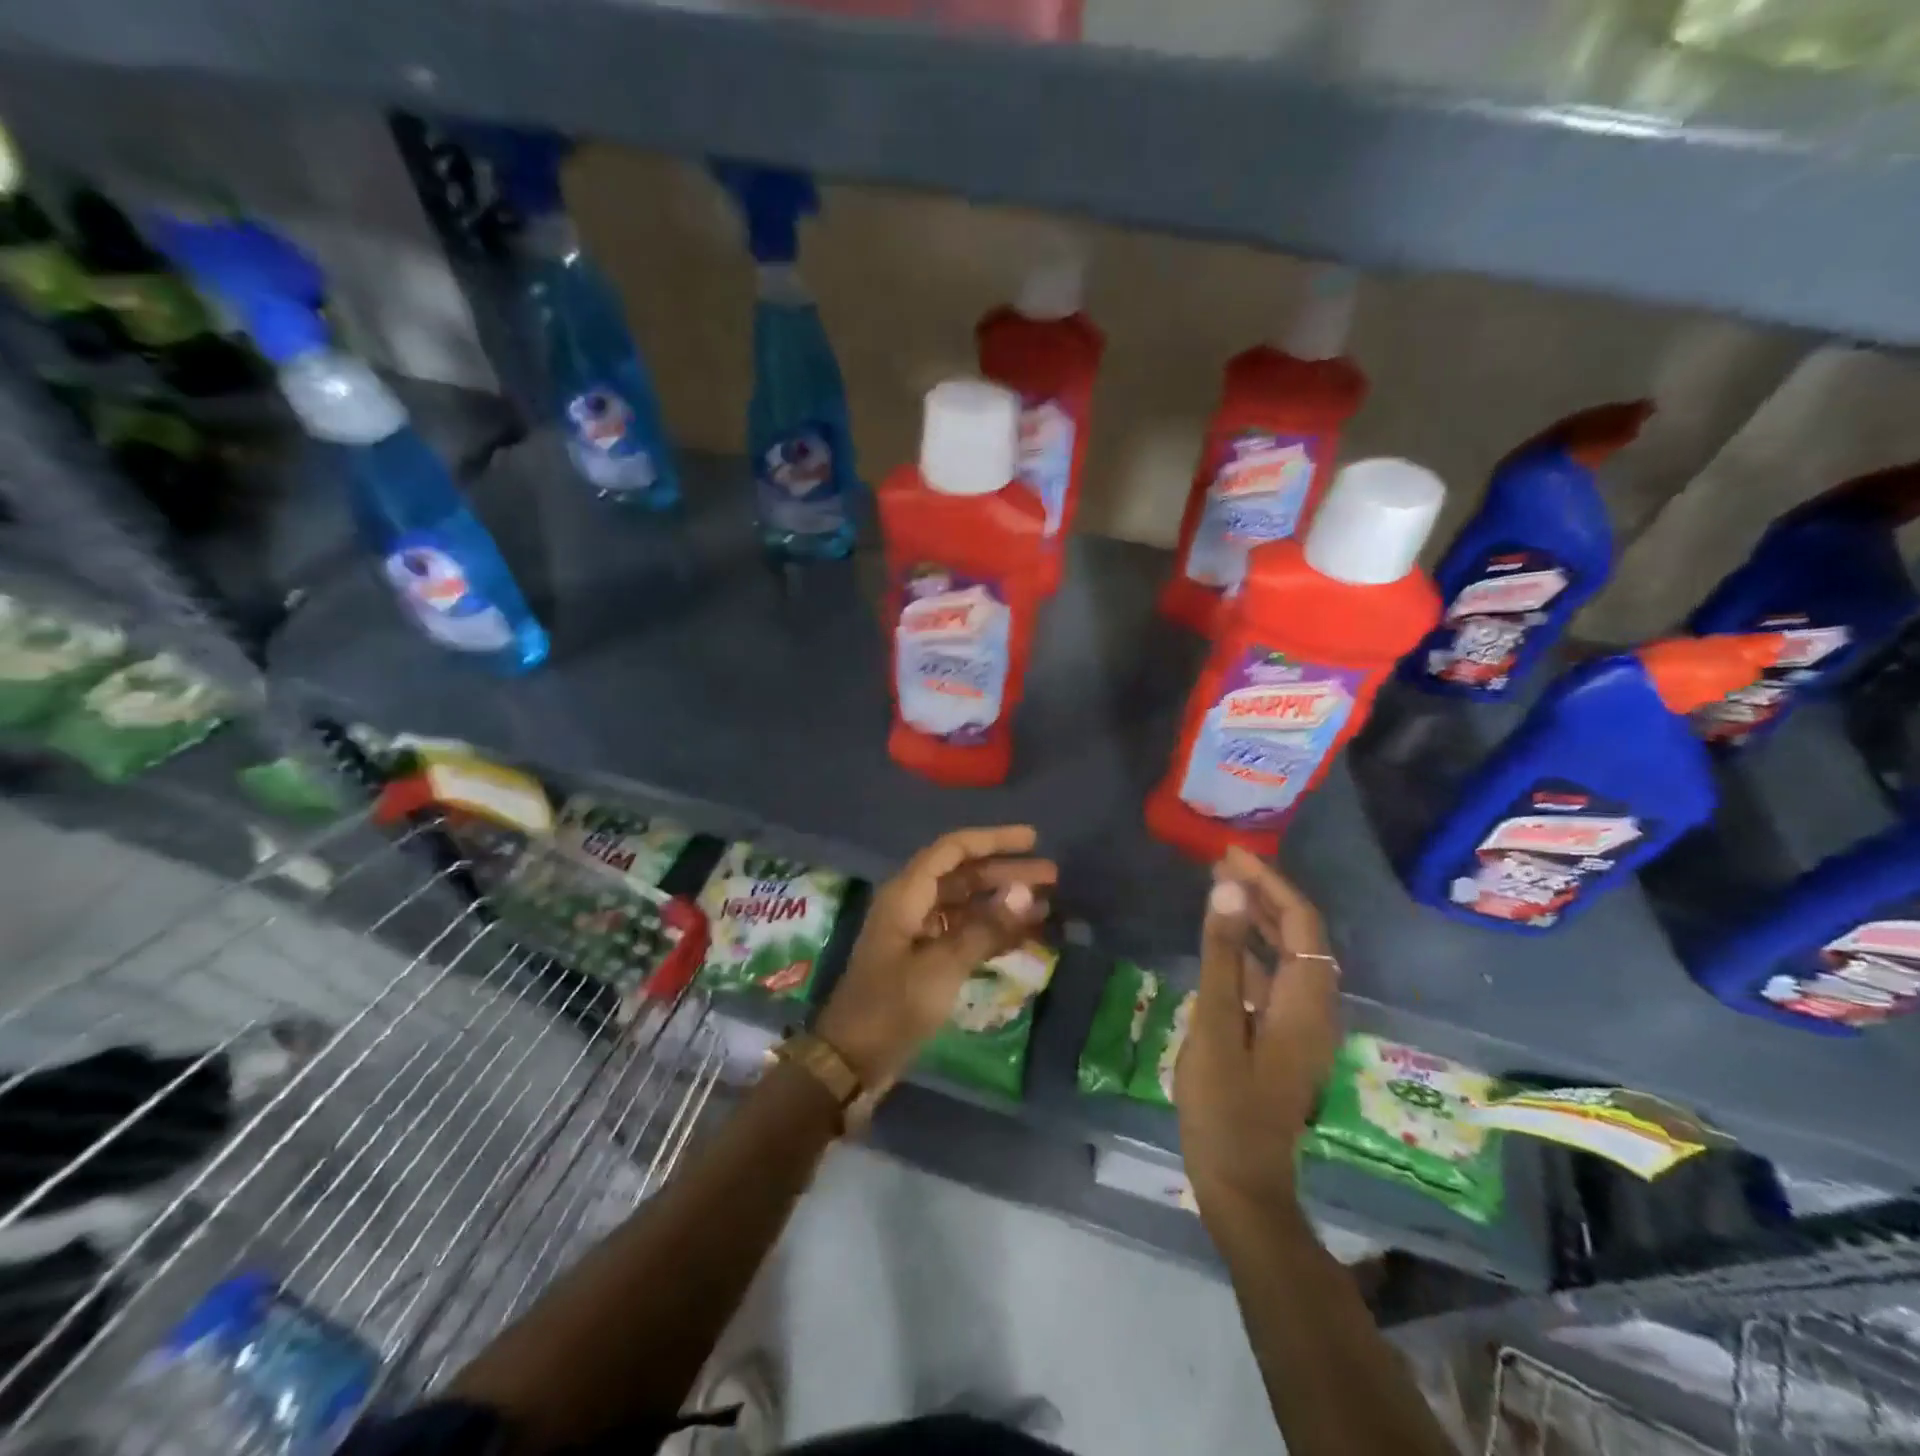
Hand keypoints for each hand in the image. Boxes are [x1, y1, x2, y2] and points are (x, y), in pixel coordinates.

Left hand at [816, 826, 1054, 1088]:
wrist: (852, 1060)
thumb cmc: (893, 1006)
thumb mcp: (943, 966)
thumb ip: (986, 927)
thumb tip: (1026, 893)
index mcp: (907, 894)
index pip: (953, 850)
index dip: (993, 840)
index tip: (1033, 840)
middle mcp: (912, 904)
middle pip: (964, 875)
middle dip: (1006, 872)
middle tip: (1052, 876)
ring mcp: (918, 933)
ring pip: (967, 904)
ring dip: (1003, 903)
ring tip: (1046, 904)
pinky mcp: (925, 960)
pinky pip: (964, 933)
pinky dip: (993, 931)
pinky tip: (1025, 936)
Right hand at [1176, 847, 1340, 1219]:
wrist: (1241, 1184)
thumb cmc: (1224, 1106)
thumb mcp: (1215, 1025)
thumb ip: (1221, 955)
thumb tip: (1227, 890)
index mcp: (1305, 1002)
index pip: (1301, 923)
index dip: (1270, 883)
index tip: (1230, 856)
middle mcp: (1313, 1008)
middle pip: (1301, 935)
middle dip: (1265, 894)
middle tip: (1222, 865)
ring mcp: (1300, 1026)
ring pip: (1288, 956)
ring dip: (1259, 919)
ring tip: (1221, 891)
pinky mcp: (1283, 1039)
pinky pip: (1274, 979)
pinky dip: (1252, 951)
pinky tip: (1222, 946)